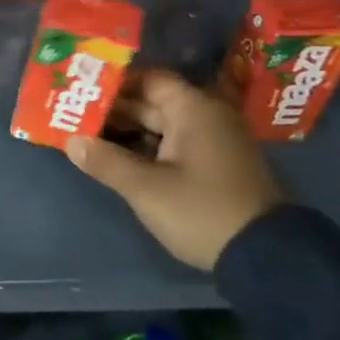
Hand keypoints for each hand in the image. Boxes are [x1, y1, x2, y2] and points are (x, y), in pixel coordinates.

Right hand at [63, 69, 282, 270]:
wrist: (269, 260)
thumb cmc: (202, 211)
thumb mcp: (146, 189)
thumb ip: (105, 161)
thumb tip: (70, 141)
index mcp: (194, 109)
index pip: (147, 79)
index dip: (114, 84)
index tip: (81, 91)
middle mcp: (206, 117)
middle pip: (152, 102)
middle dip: (113, 110)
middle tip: (74, 115)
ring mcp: (214, 143)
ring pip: (160, 126)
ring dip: (127, 132)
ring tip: (87, 137)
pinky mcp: (216, 167)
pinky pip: (173, 145)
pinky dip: (146, 148)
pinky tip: (117, 159)